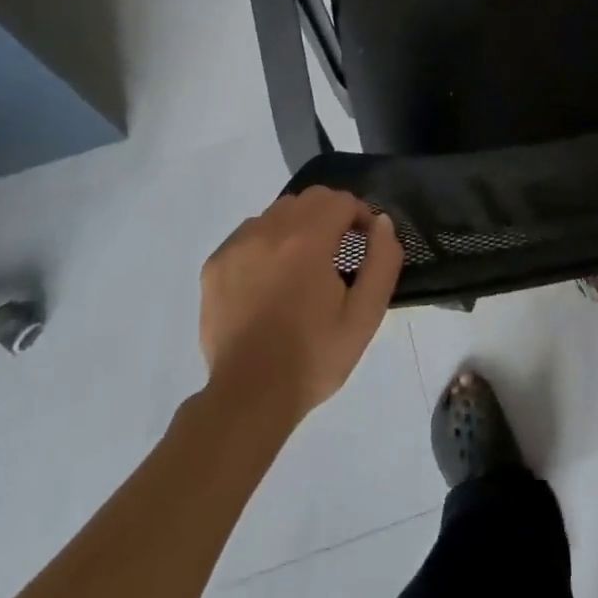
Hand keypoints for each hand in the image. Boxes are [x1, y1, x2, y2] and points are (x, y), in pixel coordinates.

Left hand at [198, 187, 403, 423]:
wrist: (250, 398)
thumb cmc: (313, 357)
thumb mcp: (365, 315)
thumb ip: (382, 261)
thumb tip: (381, 223)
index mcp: (308, 238)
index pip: (342, 200)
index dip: (360, 216)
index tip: (365, 243)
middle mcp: (270, 230)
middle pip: (310, 199)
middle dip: (331, 215)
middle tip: (338, 252)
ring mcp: (237, 245)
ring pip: (277, 213)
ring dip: (298, 226)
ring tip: (303, 266)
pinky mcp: (215, 264)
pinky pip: (248, 234)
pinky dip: (266, 244)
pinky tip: (270, 279)